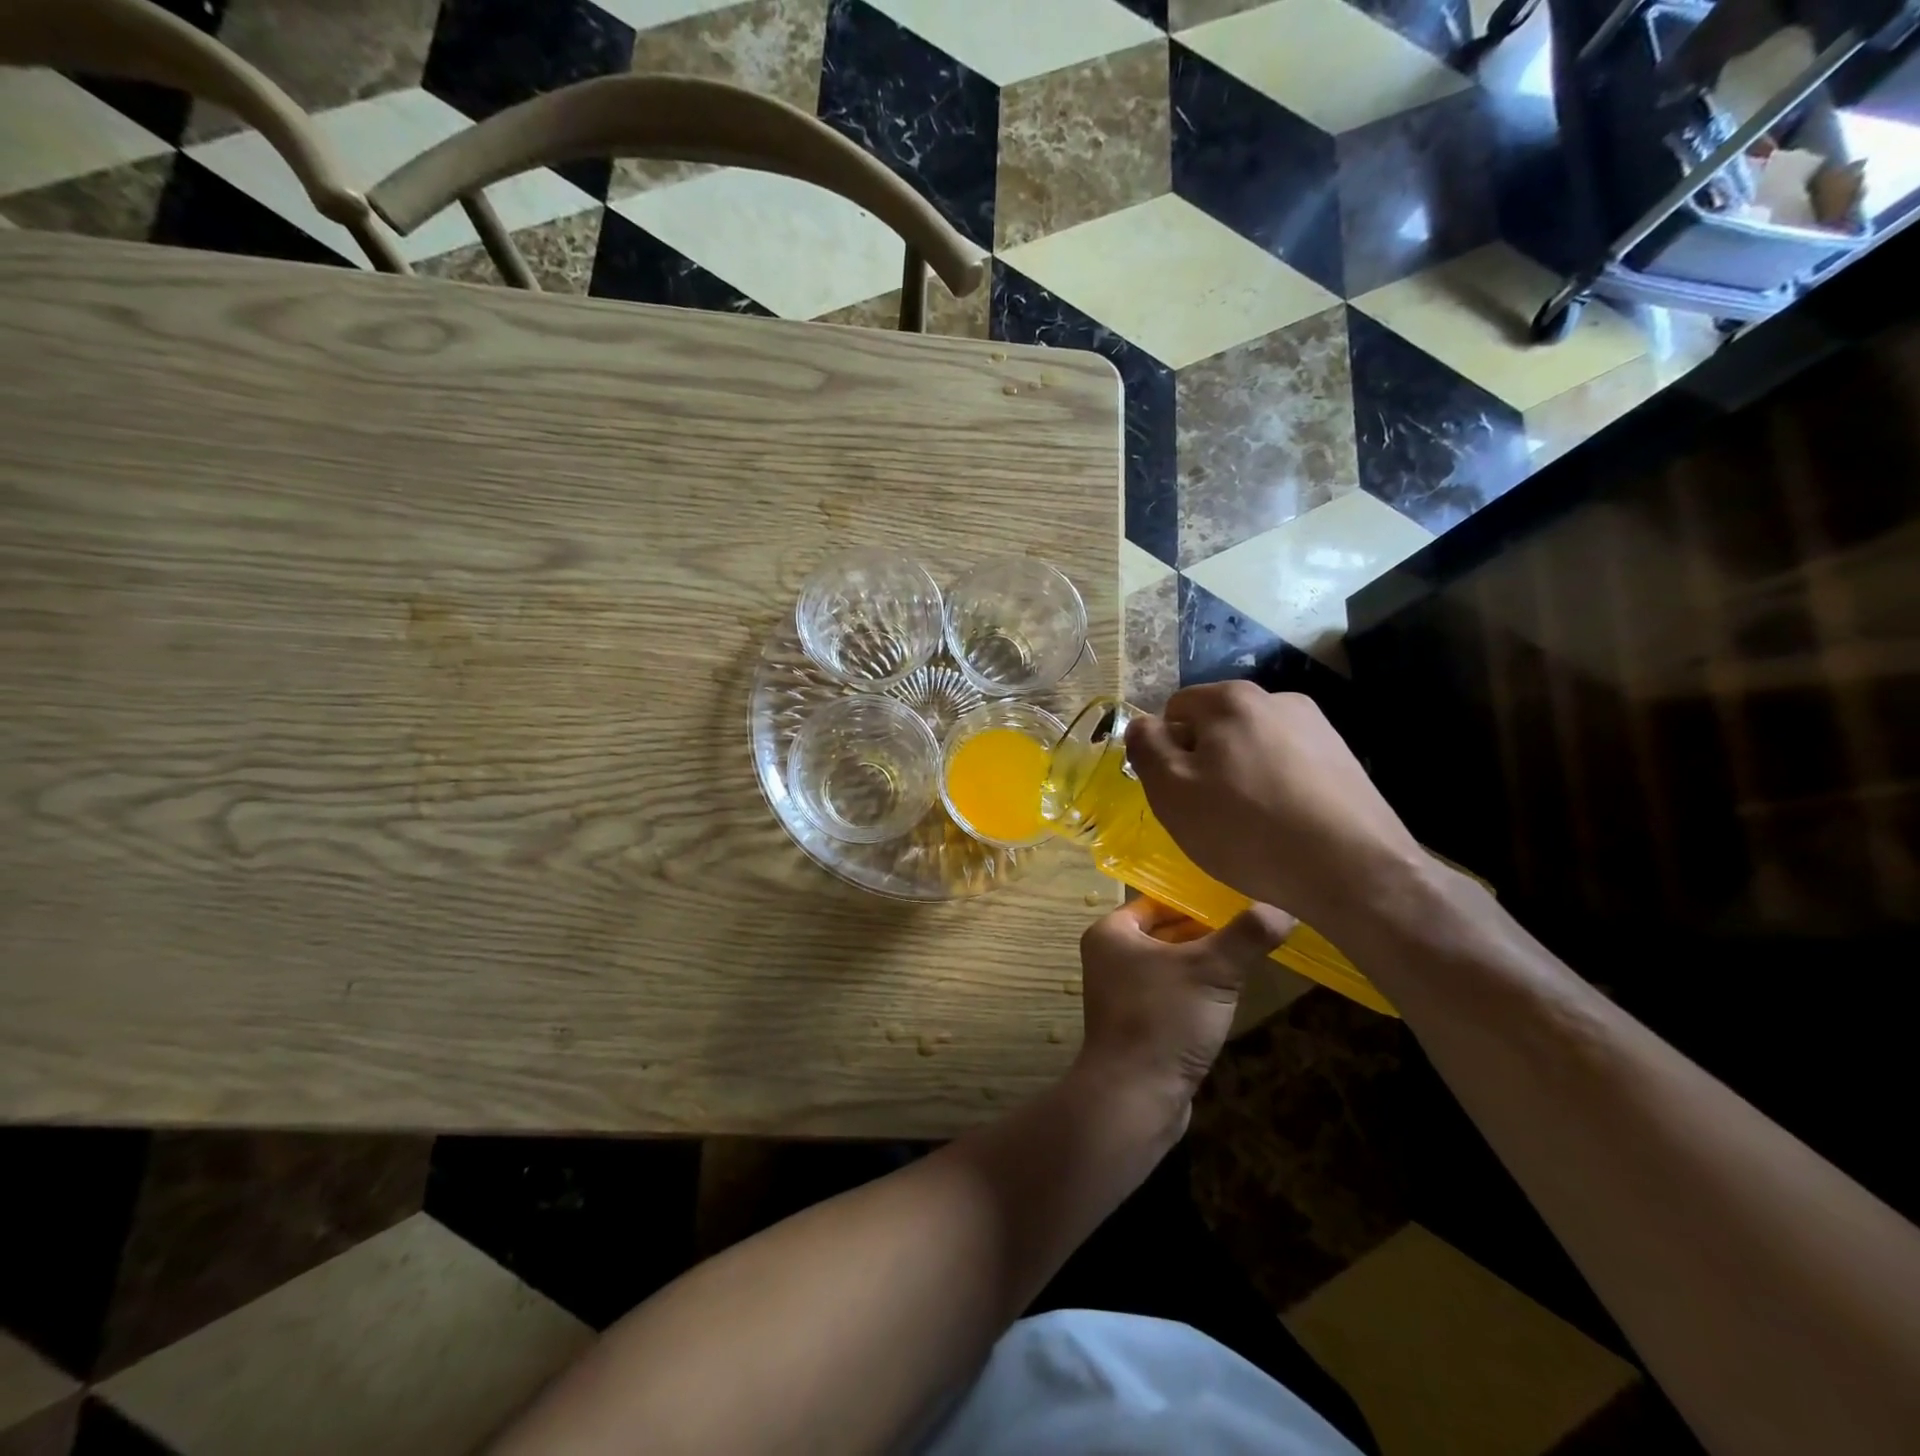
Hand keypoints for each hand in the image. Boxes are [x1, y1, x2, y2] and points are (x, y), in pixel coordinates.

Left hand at [1072, 898, 1295, 1130]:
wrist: (1135, 1097)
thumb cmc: (1164, 1018)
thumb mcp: (1212, 970)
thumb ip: (1247, 936)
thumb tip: (1285, 907)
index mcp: (1112, 933)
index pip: (1158, 901)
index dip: (1197, 898)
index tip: (1238, 895)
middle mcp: (1111, 957)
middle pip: (1166, 932)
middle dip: (1207, 930)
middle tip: (1253, 922)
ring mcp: (1123, 993)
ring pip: (1172, 965)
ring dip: (1206, 962)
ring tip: (1250, 952)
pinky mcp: (1140, 1023)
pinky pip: (1173, 994)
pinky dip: (1198, 991)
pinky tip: (1231, 993)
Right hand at [1123, 682, 1424, 933]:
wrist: (1354, 871)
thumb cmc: (1246, 829)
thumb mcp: (1172, 791)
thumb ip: (1146, 747)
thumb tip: (1143, 725)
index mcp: (1231, 700)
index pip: (1175, 710)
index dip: (1166, 751)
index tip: (1177, 792)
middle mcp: (1277, 699)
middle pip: (1216, 726)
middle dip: (1205, 762)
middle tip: (1209, 813)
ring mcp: (1317, 727)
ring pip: (1253, 747)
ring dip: (1241, 775)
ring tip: (1250, 825)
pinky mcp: (1345, 758)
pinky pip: (1288, 766)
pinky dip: (1277, 788)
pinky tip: (1285, 826)